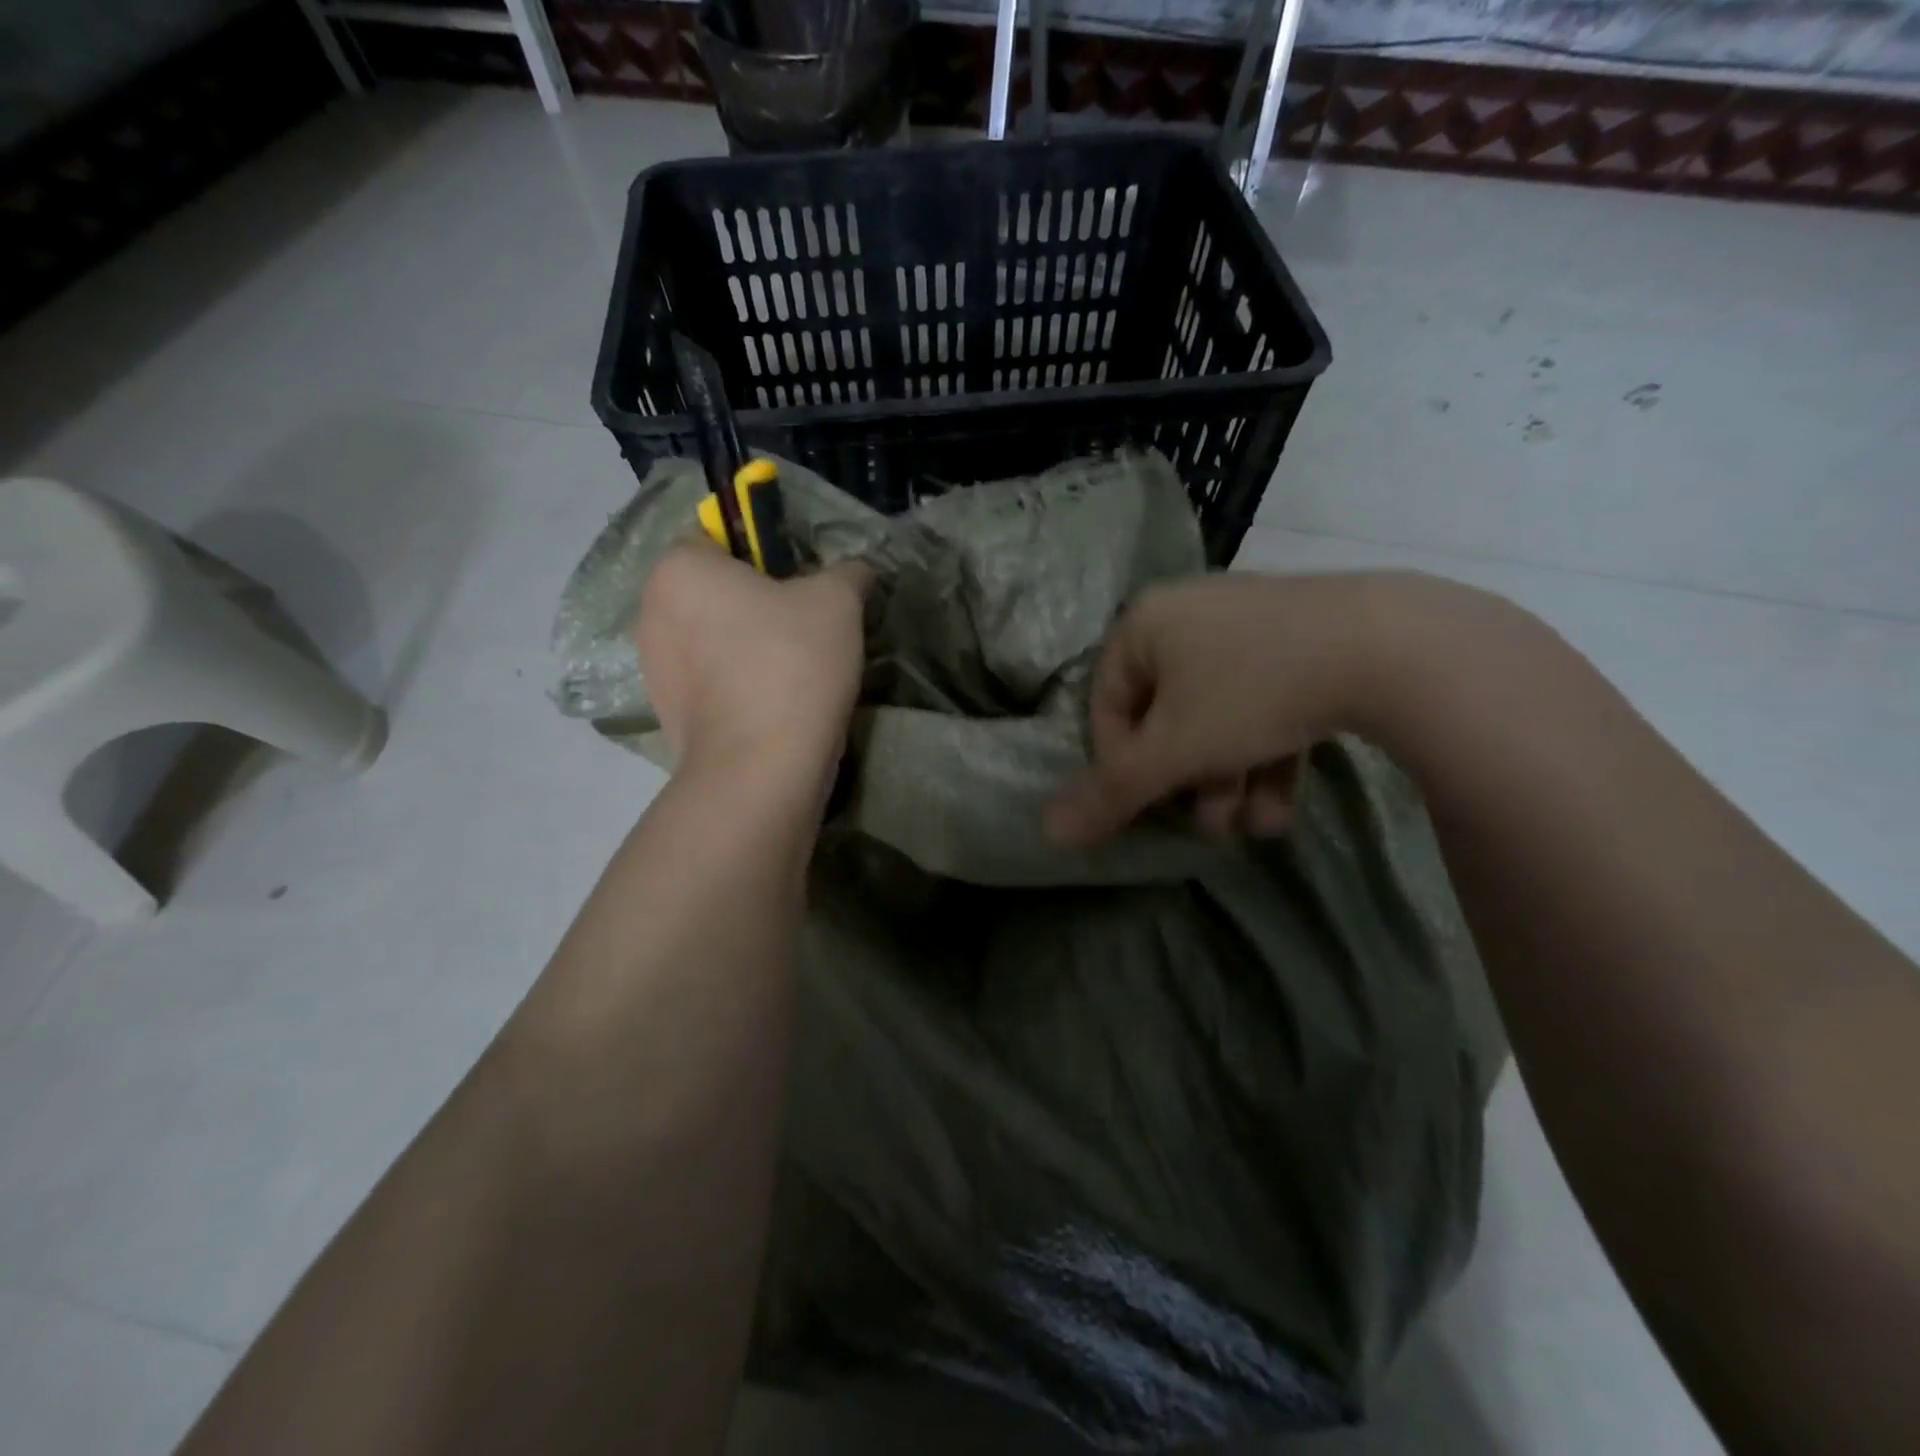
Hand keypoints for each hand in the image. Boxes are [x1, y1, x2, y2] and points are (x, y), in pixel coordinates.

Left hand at [634, 541, 868, 776]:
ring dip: (744, 644)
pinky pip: (707, 678)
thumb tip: (854, 571)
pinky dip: (735, 682)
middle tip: (805, 626)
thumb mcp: (838, 601)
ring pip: (710, 636)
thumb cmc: (792, 665)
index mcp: (679, 568)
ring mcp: (651, 666)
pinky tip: (772, 702)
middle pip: (713, 589)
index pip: (720, 535)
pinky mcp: (665, 712)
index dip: (766, 552)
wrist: (761, 769)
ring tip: (791, 670)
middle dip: (755, 601)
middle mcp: (650, 610)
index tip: (802, 583)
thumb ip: (848, 571)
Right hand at [1045, 571, 1452, 843]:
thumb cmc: (1253, 690)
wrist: (1394, 647)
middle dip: (1187, 782)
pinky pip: (1263, 704)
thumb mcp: (1175, 751)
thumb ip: (1110, 793)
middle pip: (1167, 719)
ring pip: (1218, 719)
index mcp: (1144, 624)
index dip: (1122, 766)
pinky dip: (1267, 755)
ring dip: (1228, 781)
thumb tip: (1047, 832)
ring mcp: (1250, 625)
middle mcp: (1190, 614)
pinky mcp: (1303, 642)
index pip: (1108, 707)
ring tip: (1254, 824)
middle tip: (1210, 821)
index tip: (1150, 804)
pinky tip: (1283, 805)